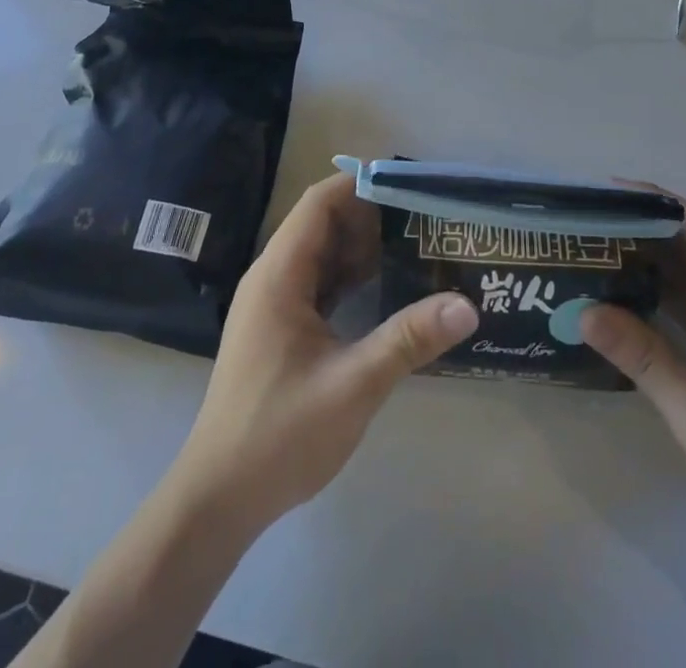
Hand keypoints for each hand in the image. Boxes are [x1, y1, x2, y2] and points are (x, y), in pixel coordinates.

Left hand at [168, 174, 478, 535]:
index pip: (319, 203)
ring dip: (363, 249)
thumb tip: (467, 305)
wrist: (218, 499)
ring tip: (416, 247)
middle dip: (371, 217)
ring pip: (322, 255)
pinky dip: (351, 278)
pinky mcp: (279, 329)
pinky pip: (319, 284)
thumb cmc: (279, 434)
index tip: (410, 186)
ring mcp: (273, 304)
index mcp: (279, 275)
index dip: (361, 185)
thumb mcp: (353, 385)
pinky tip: (386, 290)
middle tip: (425, 219)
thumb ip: (408, 339)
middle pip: (322, 224)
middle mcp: (272, 278)